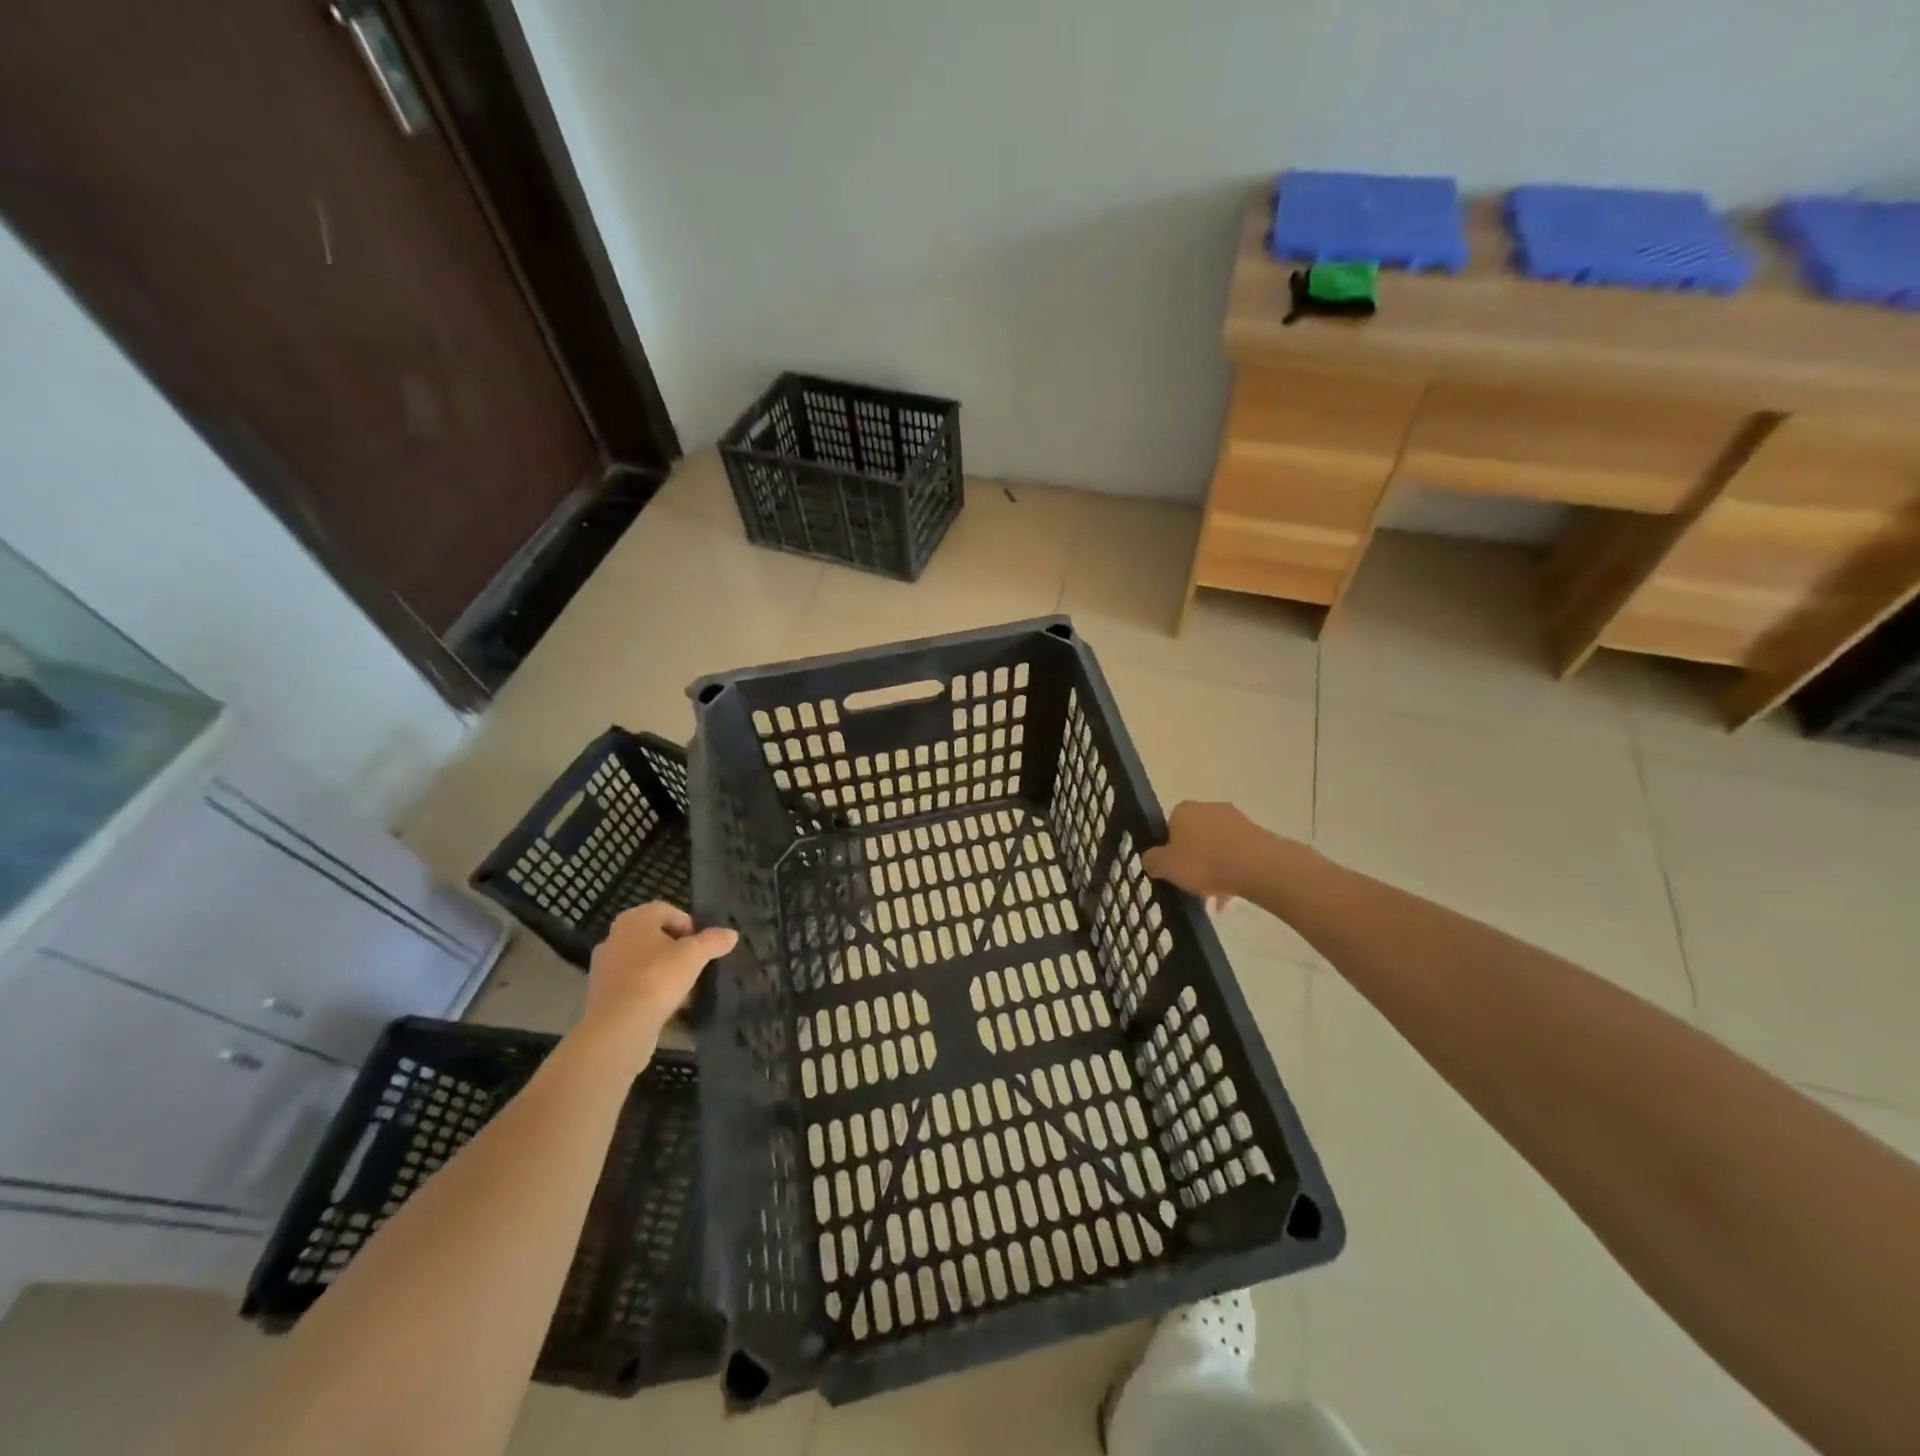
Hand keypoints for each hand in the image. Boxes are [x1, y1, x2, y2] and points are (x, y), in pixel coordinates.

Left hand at [583, 903, 736, 1055]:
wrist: (619, 1026)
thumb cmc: (657, 978)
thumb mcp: (695, 955)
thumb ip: (714, 941)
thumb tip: (731, 934)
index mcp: (634, 920)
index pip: (667, 911)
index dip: (689, 925)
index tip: (702, 945)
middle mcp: (615, 938)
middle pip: (654, 937)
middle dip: (676, 950)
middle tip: (694, 965)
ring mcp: (604, 968)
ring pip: (643, 963)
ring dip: (663, 972)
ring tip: (684, 989)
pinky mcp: (602, 995)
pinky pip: (633, 986)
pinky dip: (649, 991)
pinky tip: (667, 1007)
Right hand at [1142, 801, 1269, 906]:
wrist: (1256, 866)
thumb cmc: (1203, 862)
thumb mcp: (1164, 866)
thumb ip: (1152, 861)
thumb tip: (1152, 859)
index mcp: (1183, 810)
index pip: (1169, 827)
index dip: (1169, 850)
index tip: (1172, 871)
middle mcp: (1208, 808)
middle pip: (1194, 837)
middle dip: (1193, 862)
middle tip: (1191, 887)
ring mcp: (1235, 820)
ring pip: (1217, 848)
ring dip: (1213, 870)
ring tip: (1213, 900)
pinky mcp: (1257, 835)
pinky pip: (1237, 855)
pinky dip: (1232, 872)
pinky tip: (1230, 897)